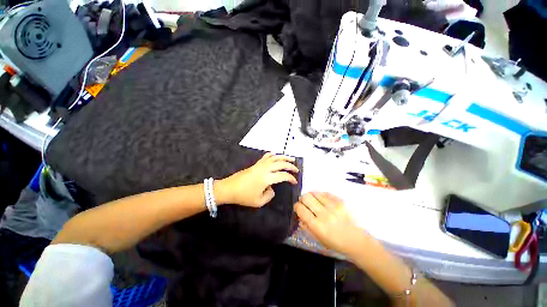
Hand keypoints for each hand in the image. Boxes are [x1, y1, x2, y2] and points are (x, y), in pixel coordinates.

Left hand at [216, 153, 297, 206]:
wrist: (229, 188)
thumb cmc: (244, 196)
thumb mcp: (259, 201)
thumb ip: (269, 195)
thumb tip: (272, 188)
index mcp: (267, 178)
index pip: (283, 175)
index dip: (291, 178)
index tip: (294, 181)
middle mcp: (265, 169)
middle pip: (281, 163)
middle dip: (290, 166)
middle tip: (296, 169)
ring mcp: (260, 164)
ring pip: (275, 157)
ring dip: (284, 157)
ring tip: (291, 159)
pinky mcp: (256, 164)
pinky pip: (266, 156)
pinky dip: (273, 154)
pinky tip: (276, 155)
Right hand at [294, 192, 368, 256]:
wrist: (356, 241)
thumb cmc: (335, 242)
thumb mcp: (318, 238)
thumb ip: (306, 225)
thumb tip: (300, 214)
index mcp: (317, 225)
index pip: (300, 208)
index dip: (297, 206)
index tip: (298, 208)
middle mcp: (324, 214)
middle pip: (306, 197)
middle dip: (303, 199)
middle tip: (305, 203)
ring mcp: (333, 206)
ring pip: (315, 192)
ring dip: (312, 196)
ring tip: (314, 200)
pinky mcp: (340, 201)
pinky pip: (326, 193)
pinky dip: (321, 195)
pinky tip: (323, 201)